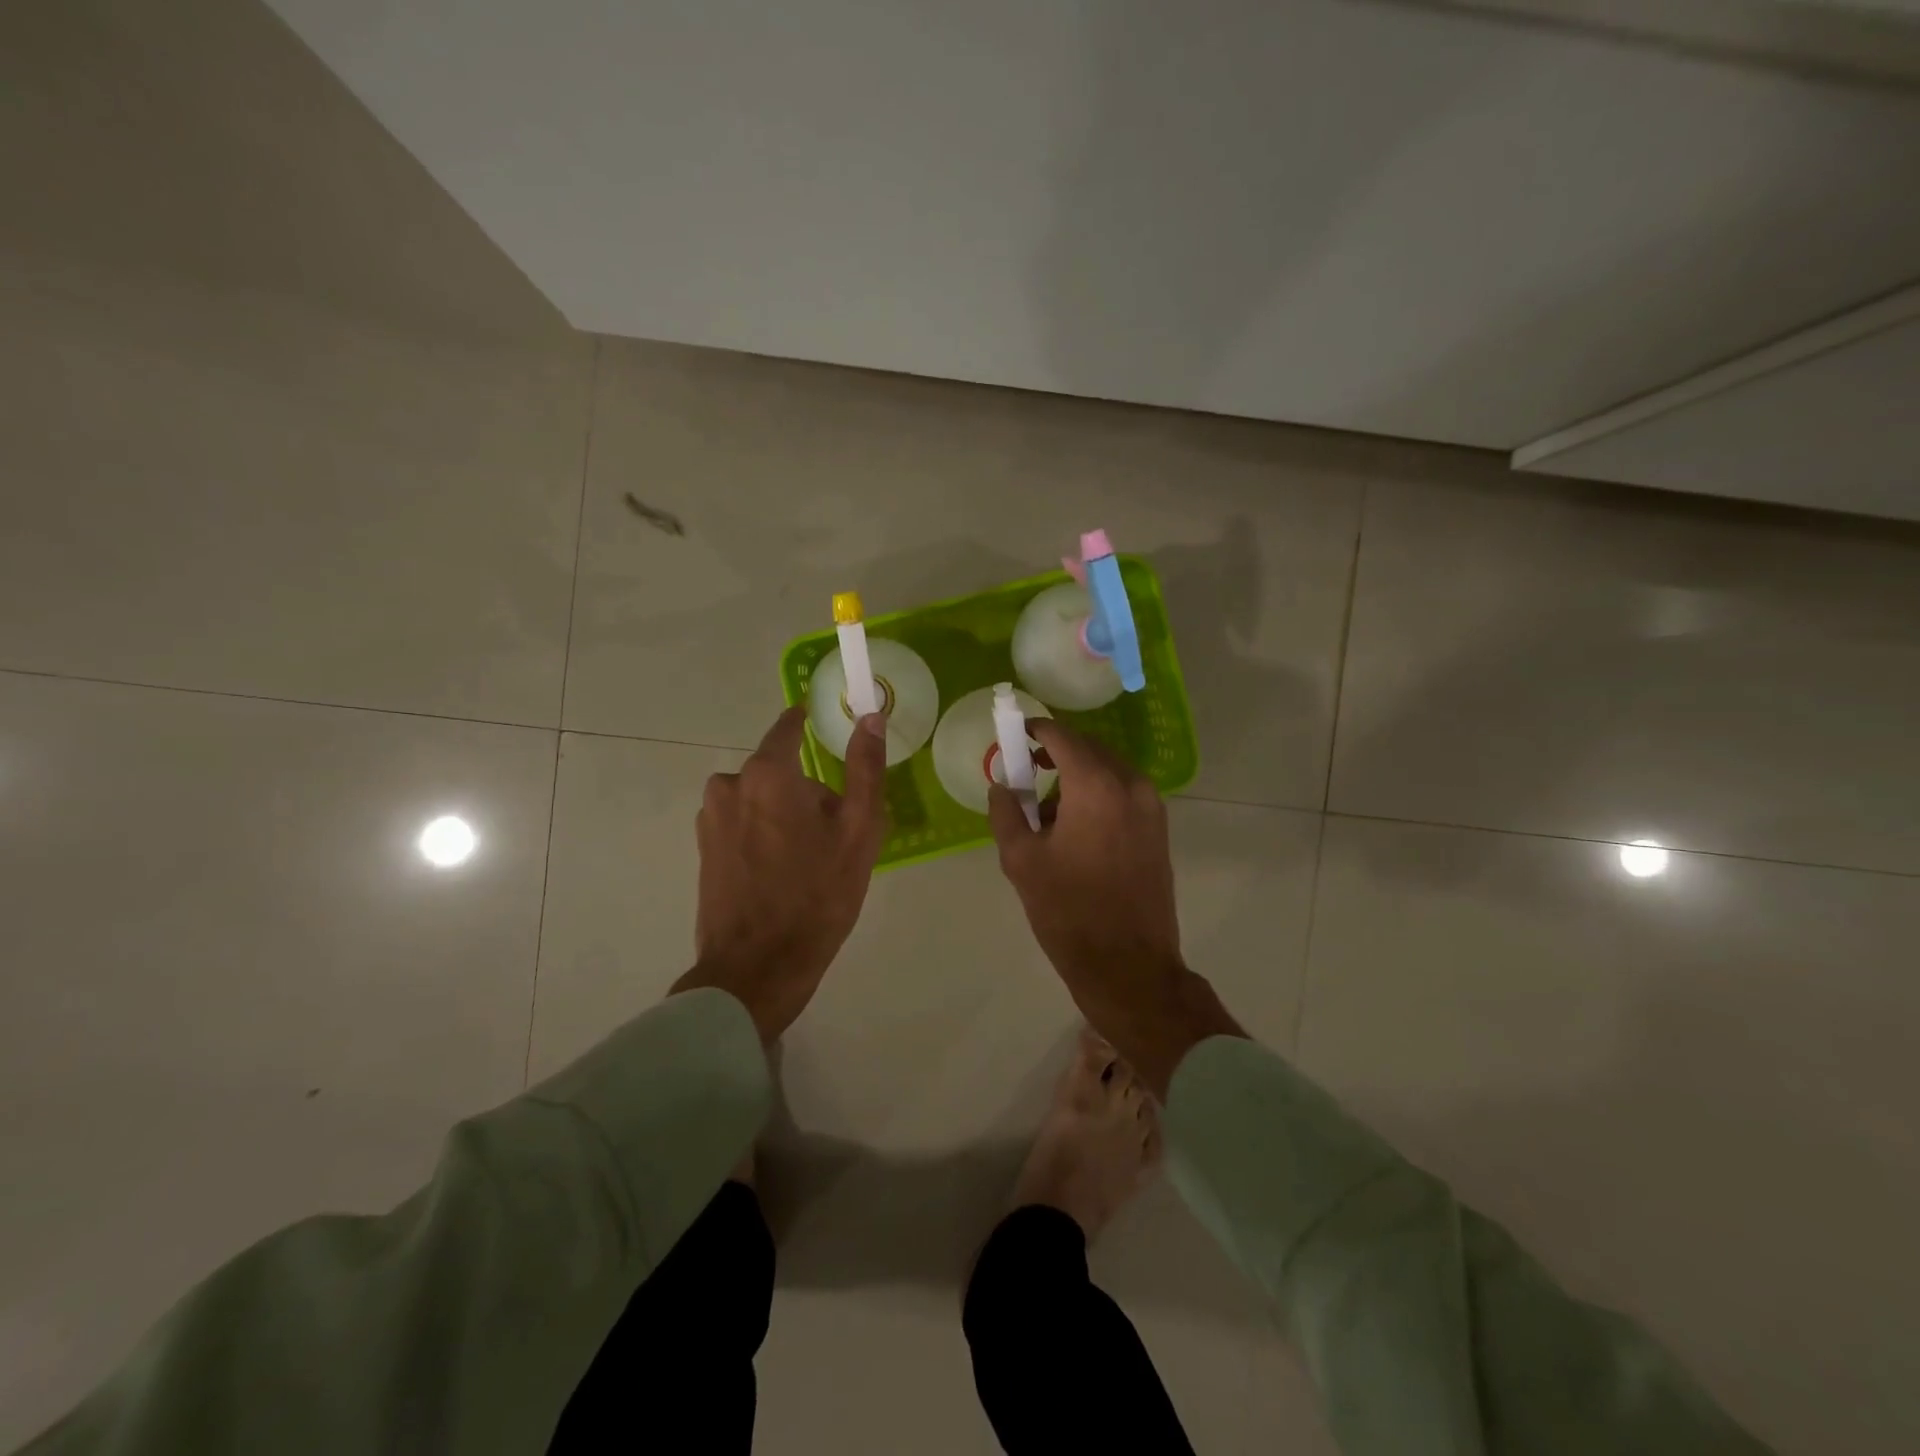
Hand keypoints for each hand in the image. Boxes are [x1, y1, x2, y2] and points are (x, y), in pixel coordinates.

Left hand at [673, 705, 887, 1043]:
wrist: (758, 968)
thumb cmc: (817, 896)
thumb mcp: (859, 831)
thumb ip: (865, 768)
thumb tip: (871, 716)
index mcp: (767, 774)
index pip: (789, 726)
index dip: (812, 723)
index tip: (833, 732)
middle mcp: (729, 785)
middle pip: (779, 770)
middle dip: (806, 790)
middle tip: (835, 833)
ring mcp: (710, 819)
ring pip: (760, 799)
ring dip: (784, 814)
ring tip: (809, 860)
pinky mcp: (703, 849)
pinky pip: (743, 824)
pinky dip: (763, 836)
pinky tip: (781, 874)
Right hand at [988, 719, 1241, 1096]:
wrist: (1129, 966)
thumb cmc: (1069, 911)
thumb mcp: (1021, 860)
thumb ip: (1006, 812)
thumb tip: (1002, 786)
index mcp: (1096, 786)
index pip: (1062, 736)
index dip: (1035, 730)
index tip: (1015, 736)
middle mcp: (1131, 785)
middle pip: (1088, 749)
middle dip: (1055, 754)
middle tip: (1025, 774)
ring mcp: (1152, 807)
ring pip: (1107, 771)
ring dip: (1076, 777)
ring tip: (1047, 814)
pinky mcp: (1159, 829)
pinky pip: (1123, 793)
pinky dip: (1097, 795)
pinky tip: (1076, 830)